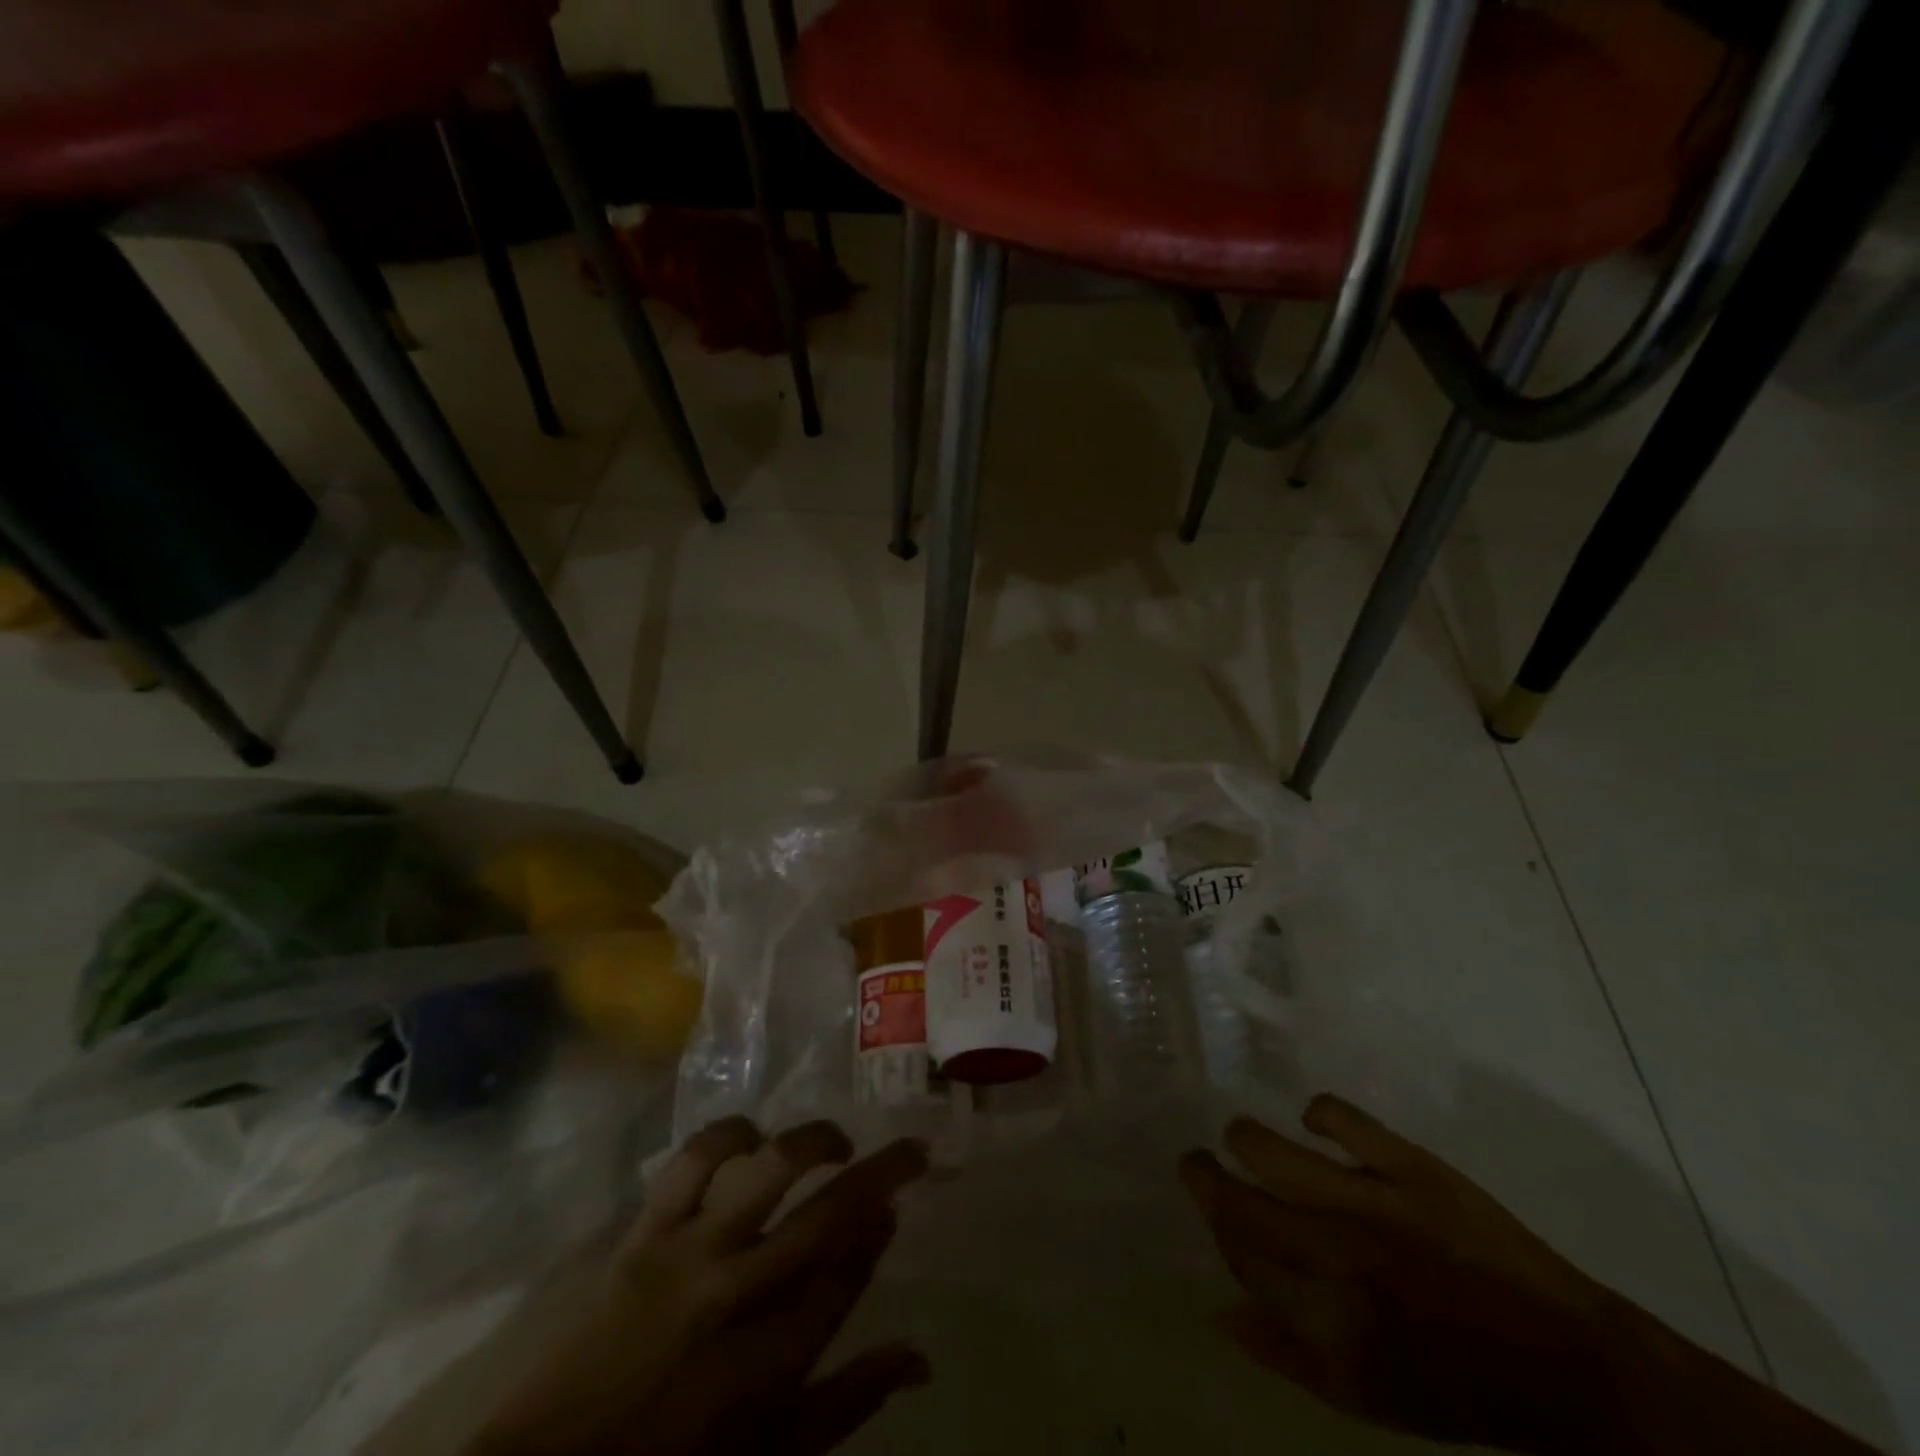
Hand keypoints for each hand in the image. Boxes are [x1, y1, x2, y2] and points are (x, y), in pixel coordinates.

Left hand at [467, 1118, 929, 1455]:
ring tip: (834, 1142)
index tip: (895, 1206)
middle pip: (831, 1215)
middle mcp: (742, 1294)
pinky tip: (751, 1135)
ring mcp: (690, 1254)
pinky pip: (692, 1162)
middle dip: (883, 1174)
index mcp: (774, 1359)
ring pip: (770, 1170)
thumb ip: (850, 1402)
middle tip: (910, 1150)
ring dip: (814, 1142)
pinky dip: (729, 1135)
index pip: (850, 1272)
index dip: (879, 1231)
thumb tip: (920, 1359)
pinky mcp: (644, 1233)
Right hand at [1180, 1096, 1635, 1455]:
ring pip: (1267, 1149)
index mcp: (1326, 1316)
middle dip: (1204, 1175)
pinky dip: (1315, 1111)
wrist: (1567, 1364)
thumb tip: (1217, 1310)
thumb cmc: (1455, 1386)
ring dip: (1243, 1139)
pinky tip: (1311, 1121)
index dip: (1213, 1222)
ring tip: (1244, 1138)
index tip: (1206, 1199)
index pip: (1238, 1252)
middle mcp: (1336, 1253)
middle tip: (1200, 1161)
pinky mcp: (1410, 1165)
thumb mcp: (1366, 1394)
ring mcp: (1371, 1200)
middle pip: (1238, 1200)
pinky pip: (1337, 1115)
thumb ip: (1285, 1352)